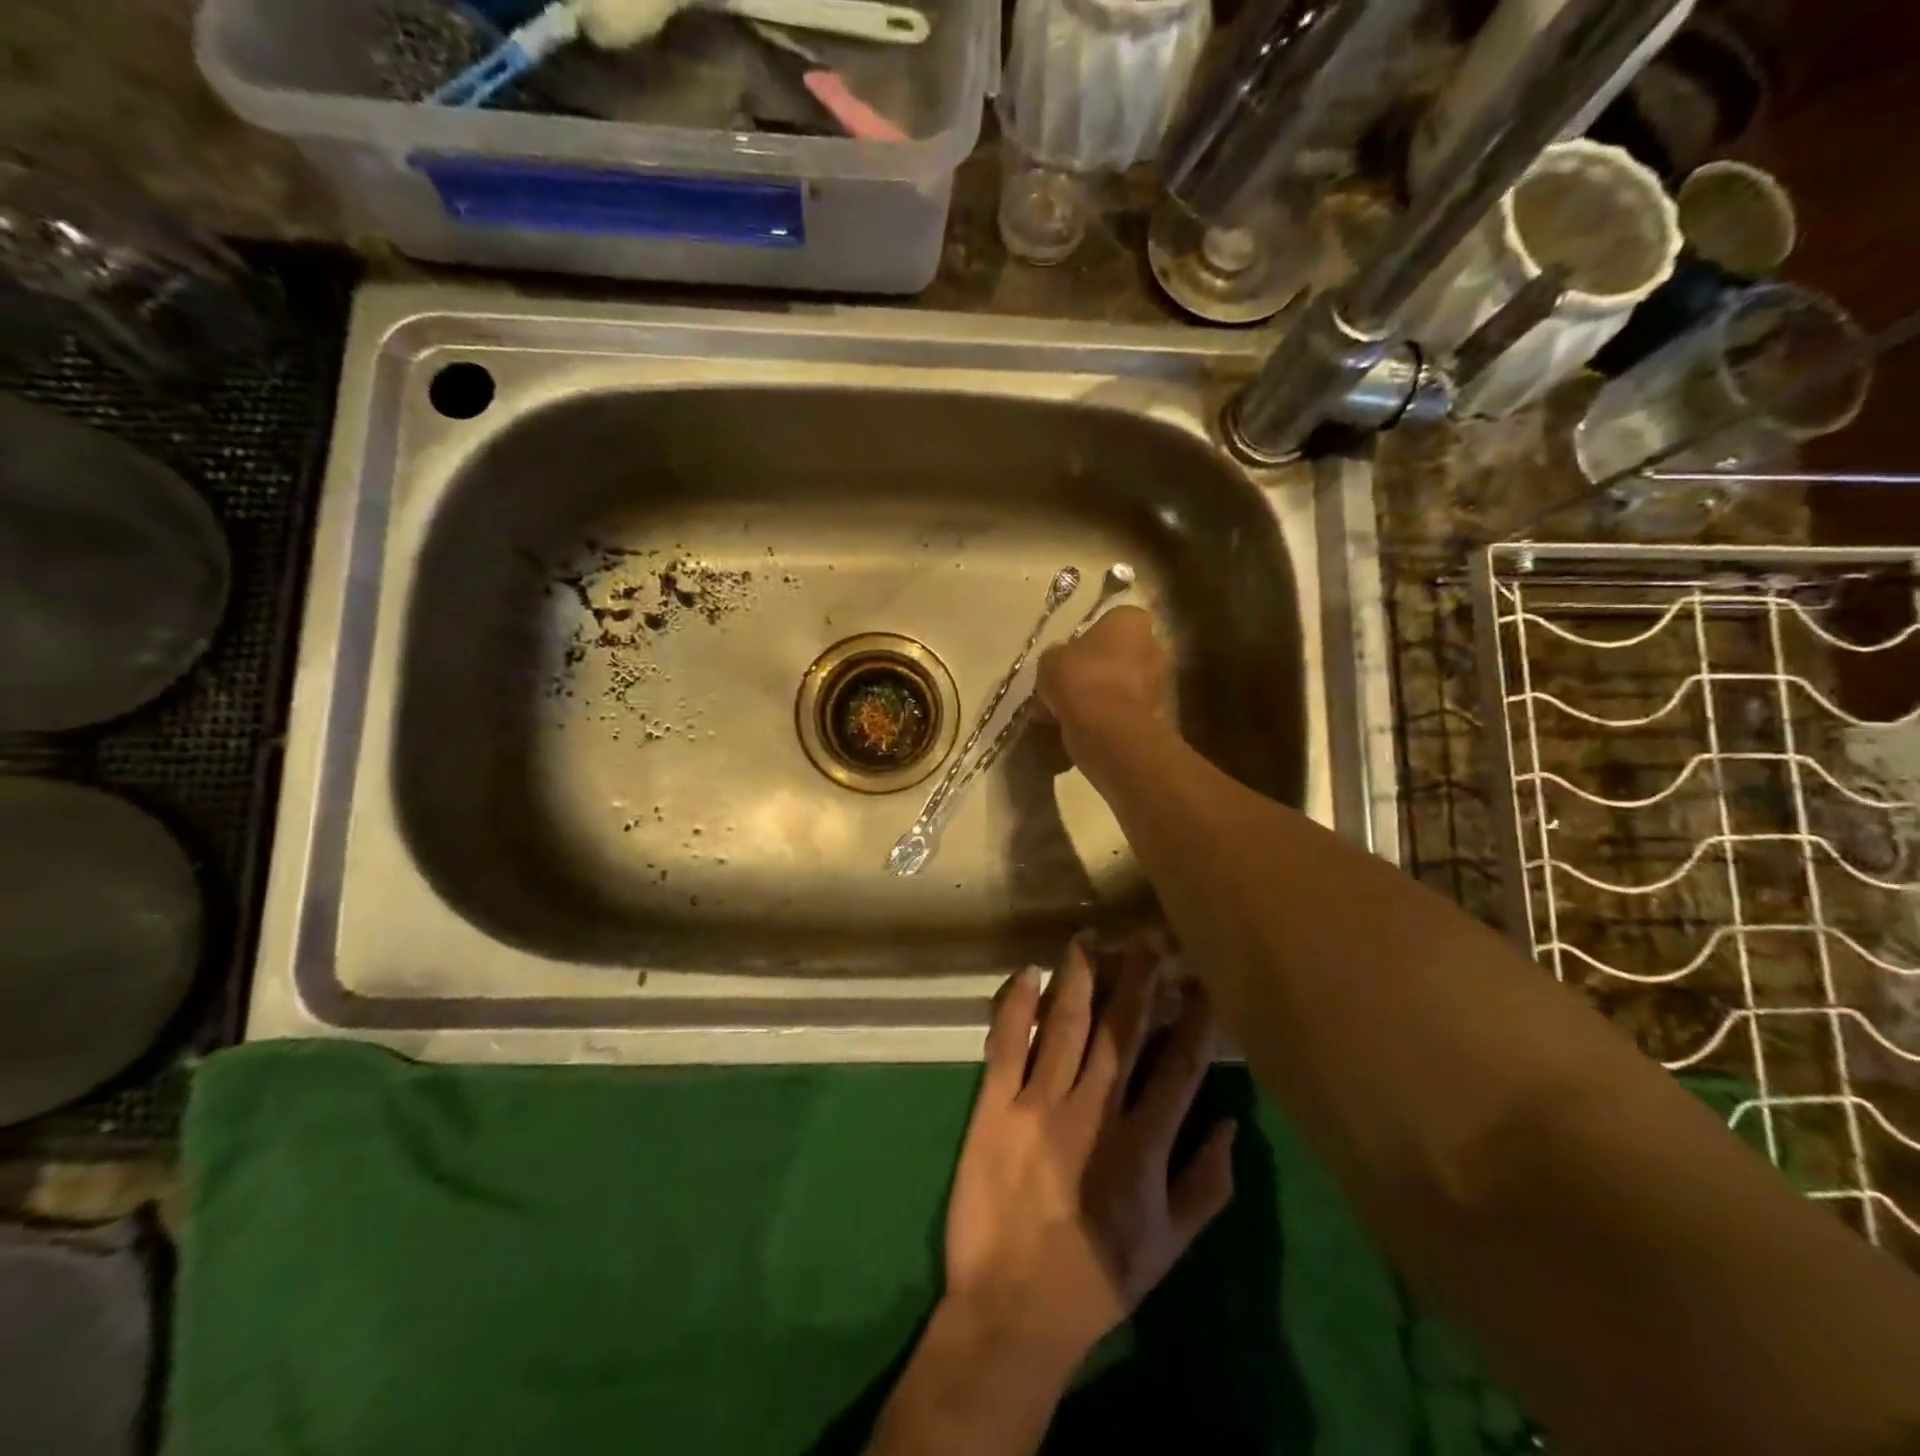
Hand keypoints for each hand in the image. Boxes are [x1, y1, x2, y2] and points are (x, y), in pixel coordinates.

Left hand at [940, 936, 1235, 1370]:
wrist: (1013, 1308)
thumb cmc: (1097, 1276)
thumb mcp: (1171, 1248)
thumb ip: (1207, 1185)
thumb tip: (1230, 1122)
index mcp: (1143, 1146)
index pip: (1178, 1068)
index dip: (1194, 1020)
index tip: (1203, 981)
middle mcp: (1094, 1112)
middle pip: (1121, 1031)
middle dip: (1138, 978)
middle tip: (1149, 936)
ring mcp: (1039, 1104)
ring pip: (1065, 1025)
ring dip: (1079, 978)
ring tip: (1090, 938)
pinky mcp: (993, 1106)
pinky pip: (1005, 1045)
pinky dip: (1016, 1005)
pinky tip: (1027, 973)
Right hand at [1033, 607, 1169, 763]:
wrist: (1105, 726)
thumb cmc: (1079, 677)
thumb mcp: (1051, 658)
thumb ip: (1059, 655)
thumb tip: (1061, 662)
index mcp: (1130, 620)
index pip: (1112, 620)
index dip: (1090, 636)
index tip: (1071, 652)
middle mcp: (1152, 644)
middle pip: (1121, 653)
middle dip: (1099, 665)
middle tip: (1070, 681)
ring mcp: (1157, 680)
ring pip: (1122, 682)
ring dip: (1101, 692)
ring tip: (1069, 707)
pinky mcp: (1153, 712)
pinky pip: (1122, 708)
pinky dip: (1105, 714)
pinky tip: (1078, 724)